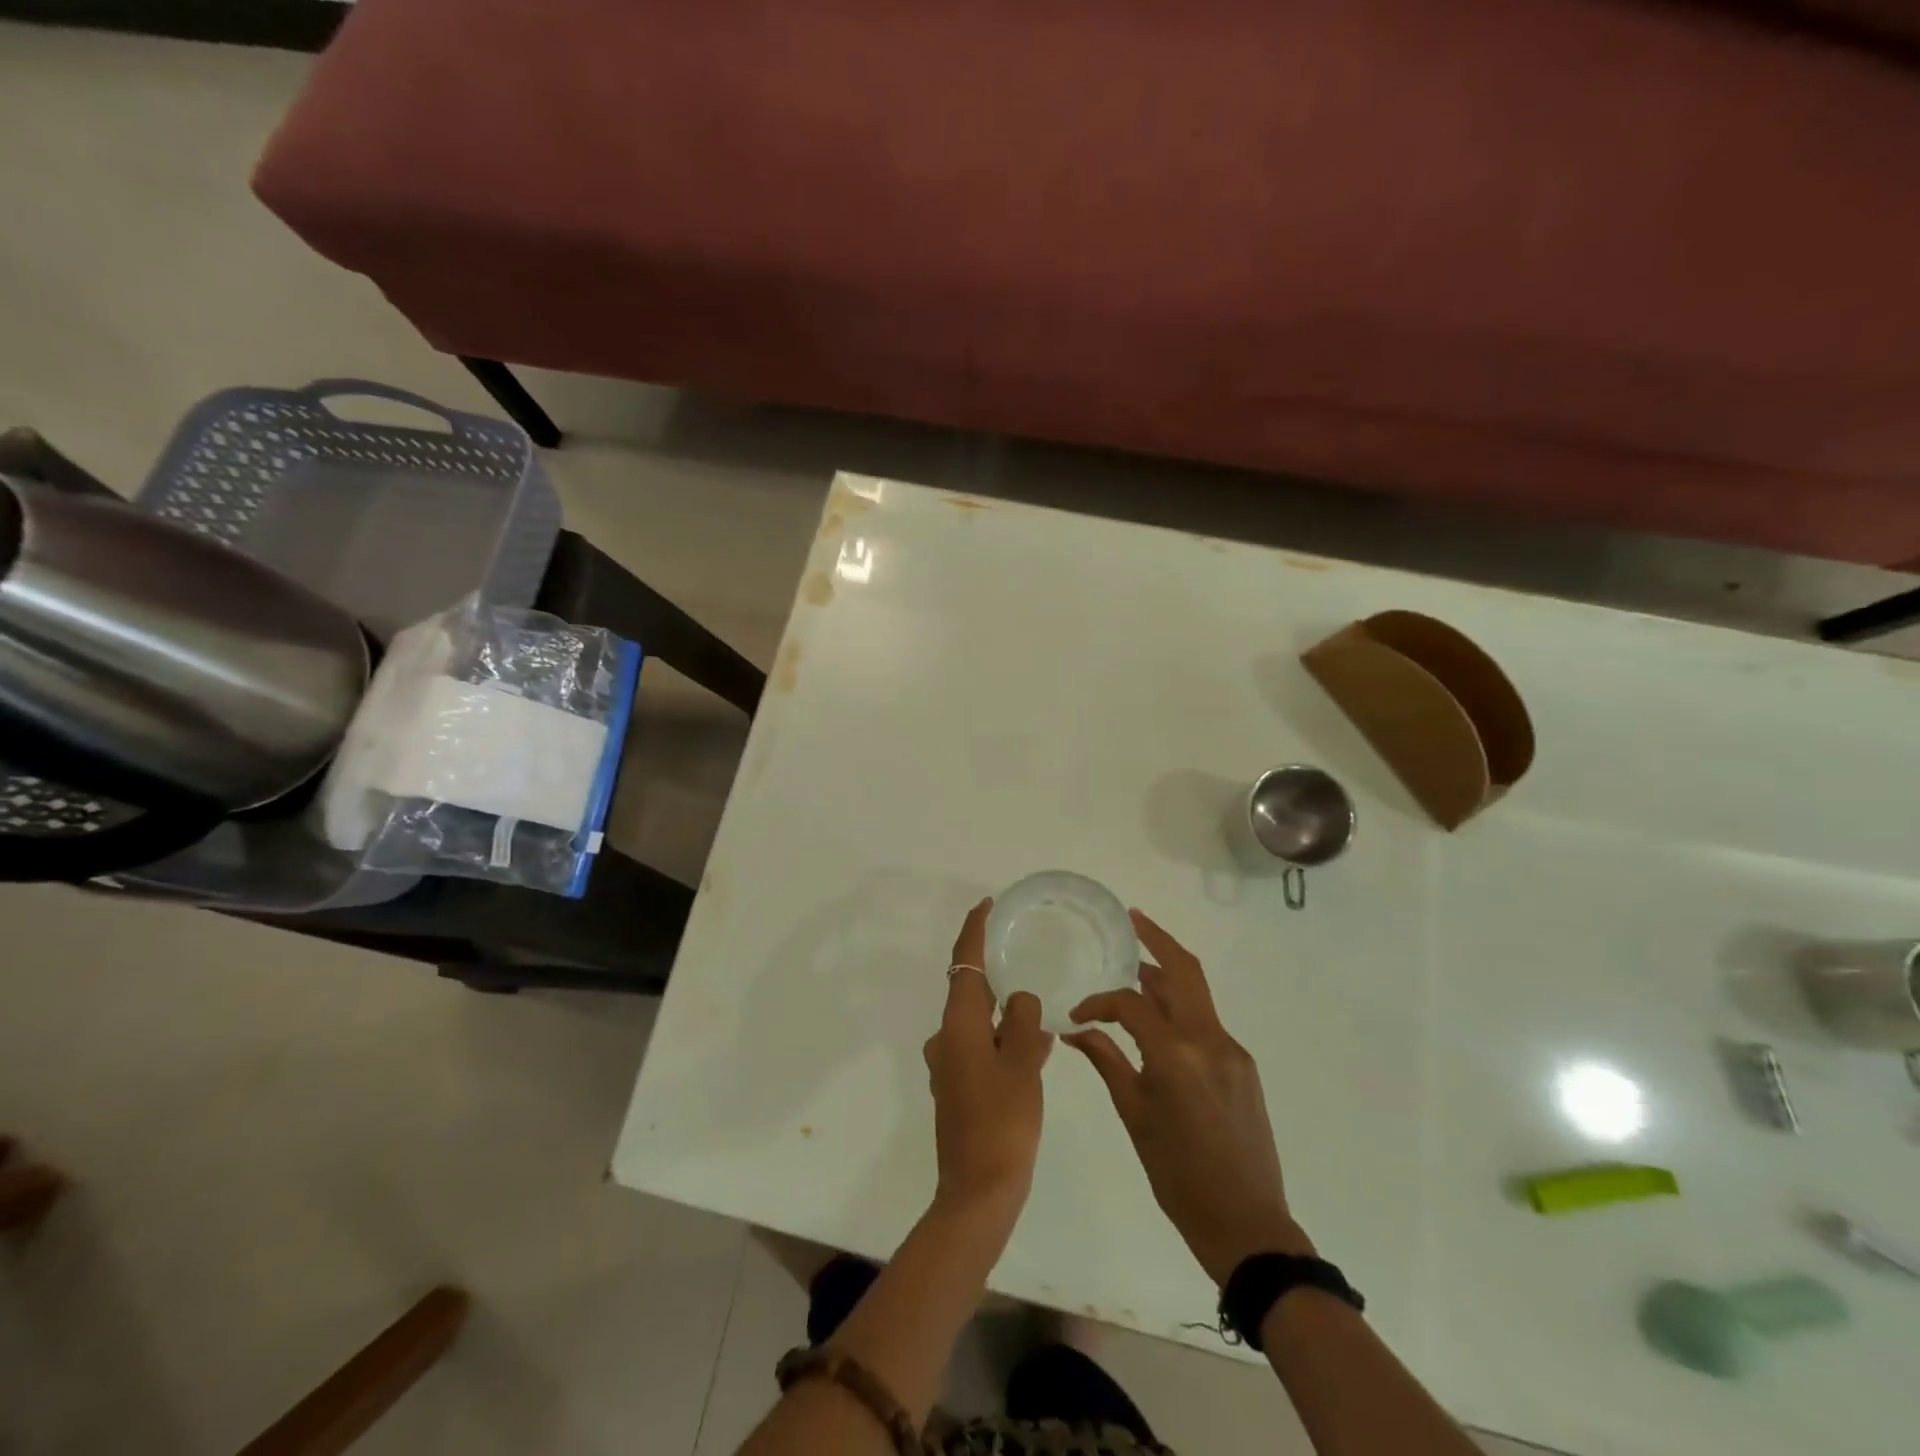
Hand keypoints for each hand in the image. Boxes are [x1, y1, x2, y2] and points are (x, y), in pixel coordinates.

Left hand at [924, 898, 1052, 1220]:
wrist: (978, 1192)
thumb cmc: (1002, 1122)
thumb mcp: (1024, 1065)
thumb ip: (1025, 1023)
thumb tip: (1021, 1001)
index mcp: (959, 1025)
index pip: (964, 964)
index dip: (973, 930)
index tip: (986, 905)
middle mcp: (946, 1038)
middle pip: (969, 991)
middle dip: (994, 973)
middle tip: (1022, 955)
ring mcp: (948, 1066)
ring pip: (978, 1023)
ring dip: (1003, 1013)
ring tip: (1039, 1010)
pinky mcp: (956, 1089)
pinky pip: (980, 1049)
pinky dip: (1002, 1041)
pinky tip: (1033, 1050)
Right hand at [1067, 909, 1312, 1284]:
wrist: (1246, 1223)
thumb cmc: (1178, 1176)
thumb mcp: (1135, 1117)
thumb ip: (1107, 1061)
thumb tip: (1077, 1030)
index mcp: (1176, 1056)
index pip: (1132, 1004)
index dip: (1100, 1001)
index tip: (1079, 1014)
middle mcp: (1209, 1041)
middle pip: (1184, 971)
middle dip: (1157, 939)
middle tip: (1133, 919)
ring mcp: (1232, 1050)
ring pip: (1197, 993)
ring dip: (1167, 974)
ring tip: (1137, 965)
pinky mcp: (1243, 1064)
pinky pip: (1206, 1021)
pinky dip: (1180, 1008)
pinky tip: (1160, 1020)